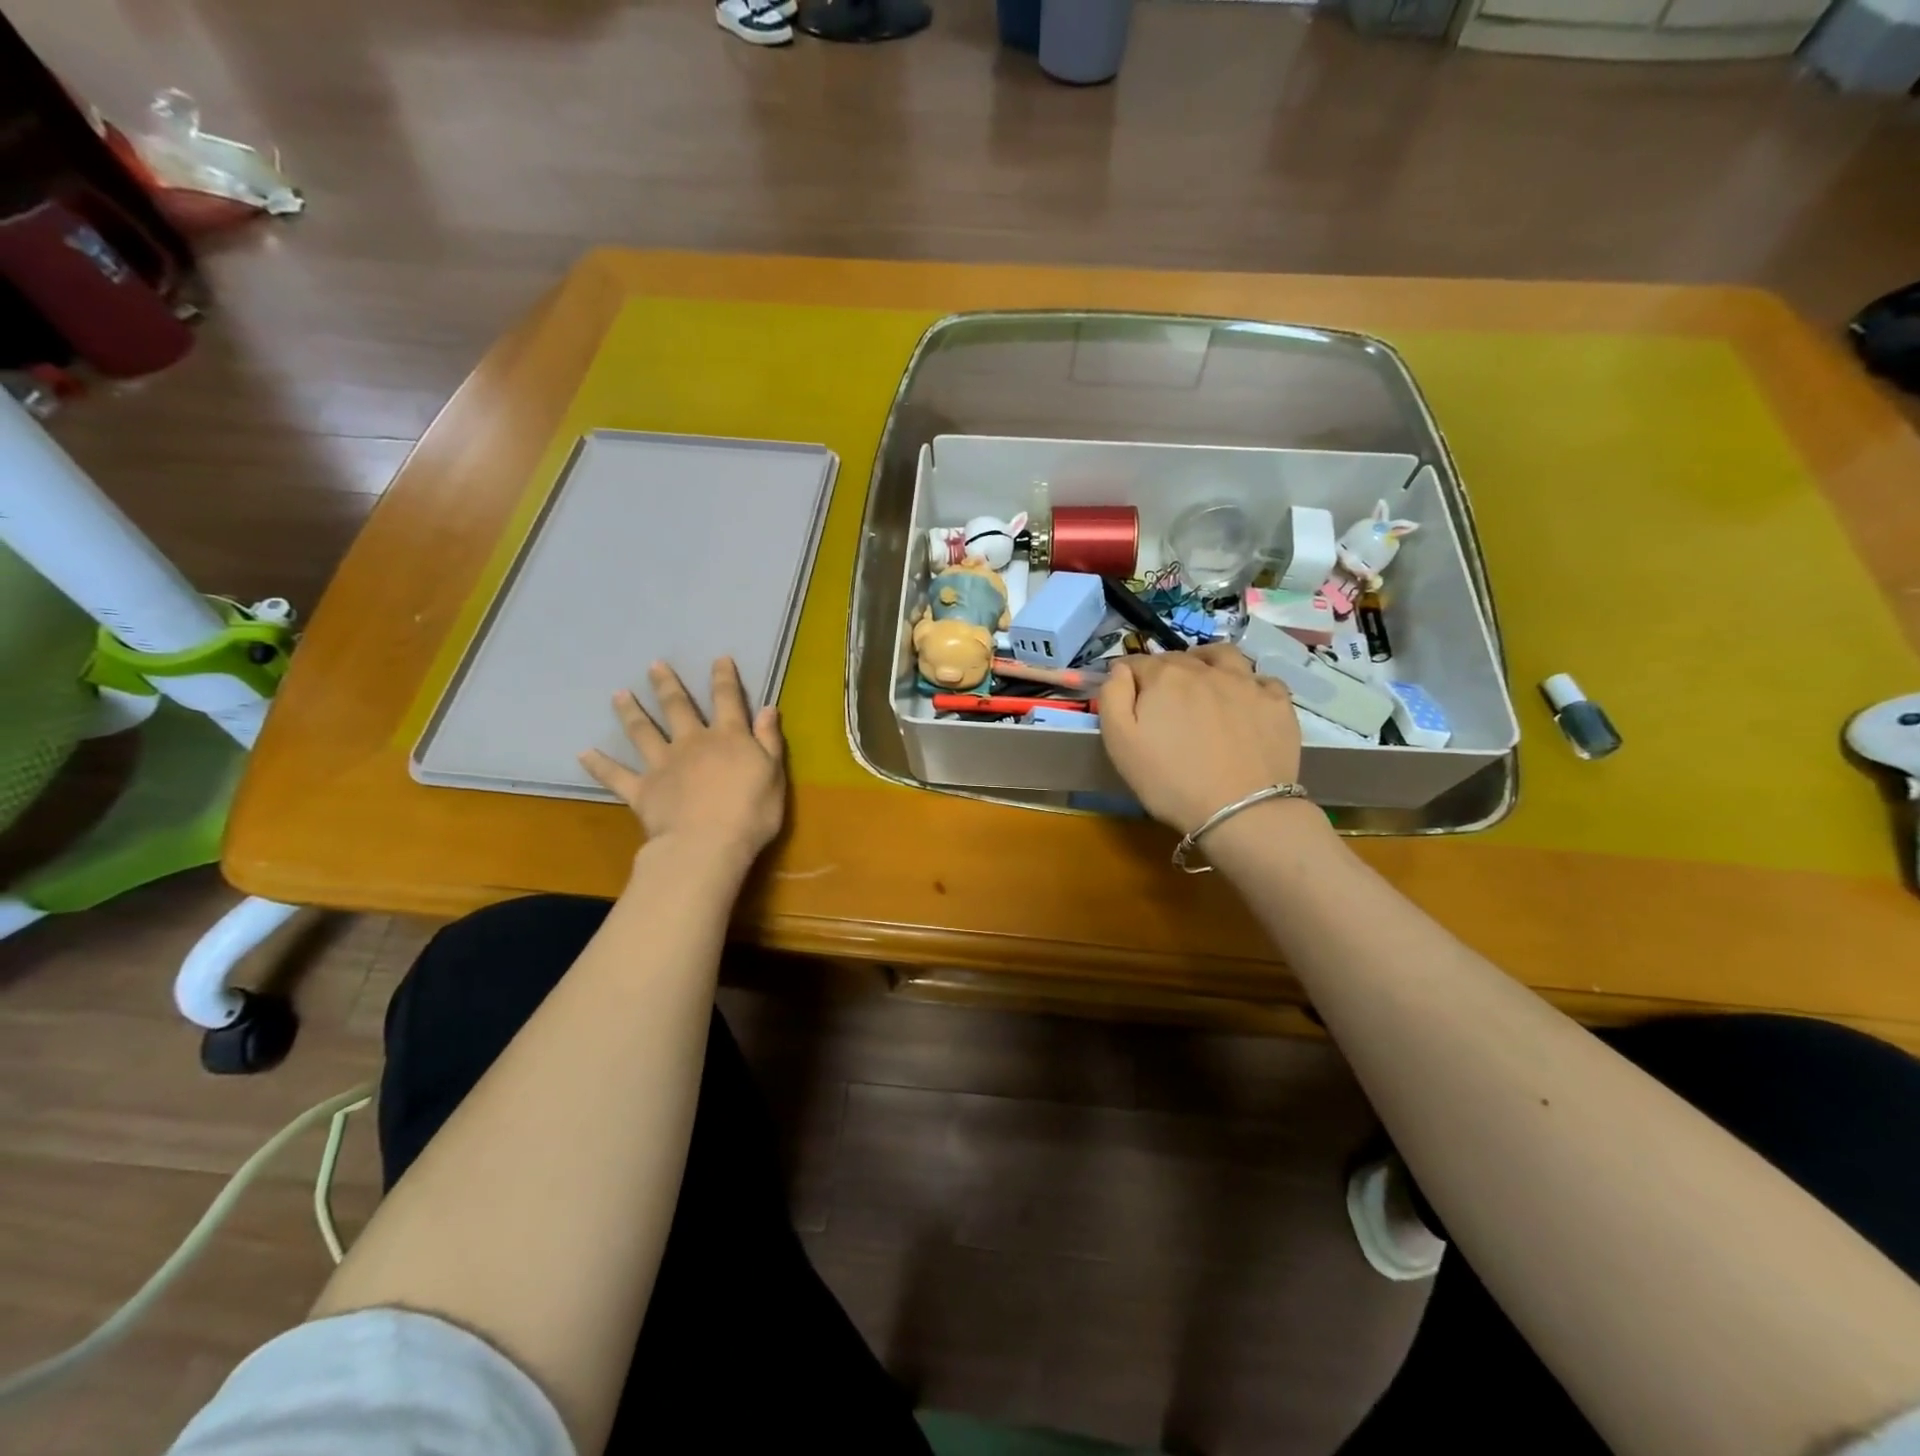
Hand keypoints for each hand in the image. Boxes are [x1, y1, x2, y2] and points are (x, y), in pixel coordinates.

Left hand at [580, 658, 786, 867]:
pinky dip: (599, 765)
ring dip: (630, 712)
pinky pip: (616, 775)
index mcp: (728, 737)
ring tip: (618, 695)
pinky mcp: (642, 790)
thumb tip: (768, 708)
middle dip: (667, 685)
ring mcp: (663, 764)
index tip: (718, 658)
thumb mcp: (773, 774)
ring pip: (643, 732)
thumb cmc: (751, 812)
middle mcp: (692, 742)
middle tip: (654, 666)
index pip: (727, 699)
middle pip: (678, 707)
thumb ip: (769, 740)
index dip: (724, 677)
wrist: (708, 844)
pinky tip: (583, 753)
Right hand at [1098, 643, 1302, 834]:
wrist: (1240, 810)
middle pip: (1178, 658)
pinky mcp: (1277, 702)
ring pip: (1223, 656)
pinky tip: (1243, 700)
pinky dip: (1248, 683)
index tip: (1125, 693)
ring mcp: (1246, 683)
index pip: (1136, 662)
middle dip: (1164, 670)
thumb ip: (1113, 696)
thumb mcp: (1120, 742)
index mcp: (1164, 677)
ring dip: (1207, 661)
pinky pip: (1262, 679)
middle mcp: (1205, 670)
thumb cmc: (1169, 781)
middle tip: (1161, 698)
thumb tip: (1120, 669)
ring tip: (1204, 678)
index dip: (1127, 675)